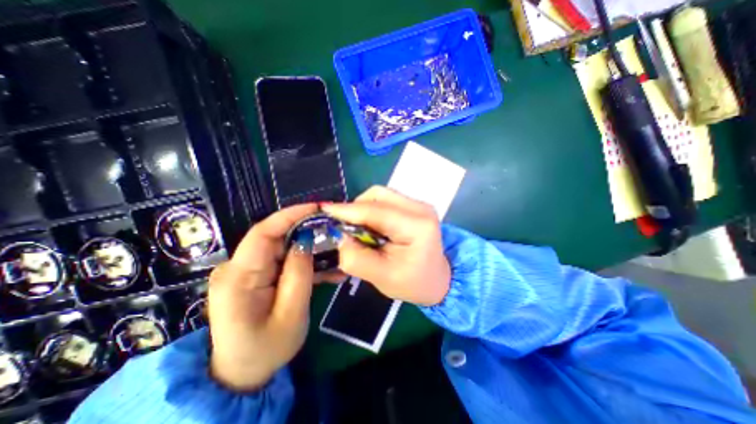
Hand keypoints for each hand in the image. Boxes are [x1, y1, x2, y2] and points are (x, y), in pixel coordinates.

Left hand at [206, 203, 315, 392]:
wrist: (242, 373)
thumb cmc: (266, 349)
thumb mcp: (291, 313)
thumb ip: (299, 274)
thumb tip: (307, 240)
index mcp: (239, 278)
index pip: (263, 233)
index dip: (290, 215)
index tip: (317, 208)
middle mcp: (237, 268)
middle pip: (275, 237)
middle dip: (306, 230)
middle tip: (333, 230)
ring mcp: (246, 271)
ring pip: (282, 247)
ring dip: (309, 247)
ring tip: (335, 251)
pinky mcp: (256, 275)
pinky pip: (282, 260)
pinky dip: (303, 261)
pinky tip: (325, 267)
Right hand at [321, 187, 446, 306]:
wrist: (439, 280)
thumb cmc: (414, 283)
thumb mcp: (383, 278)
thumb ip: (356, 258)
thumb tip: (338, 236)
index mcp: (417, 225)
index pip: (375, 211)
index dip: (346, 210)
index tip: (323, 211)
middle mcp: (420, 207)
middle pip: (377, 196)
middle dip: (355, 209)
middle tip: (343, 227)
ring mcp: (418, 204)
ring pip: (380, 195)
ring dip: (363, 209)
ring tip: (357, 229)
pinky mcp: (414, 206)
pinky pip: (385, 201)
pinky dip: (371, 210)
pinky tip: (370, 226)